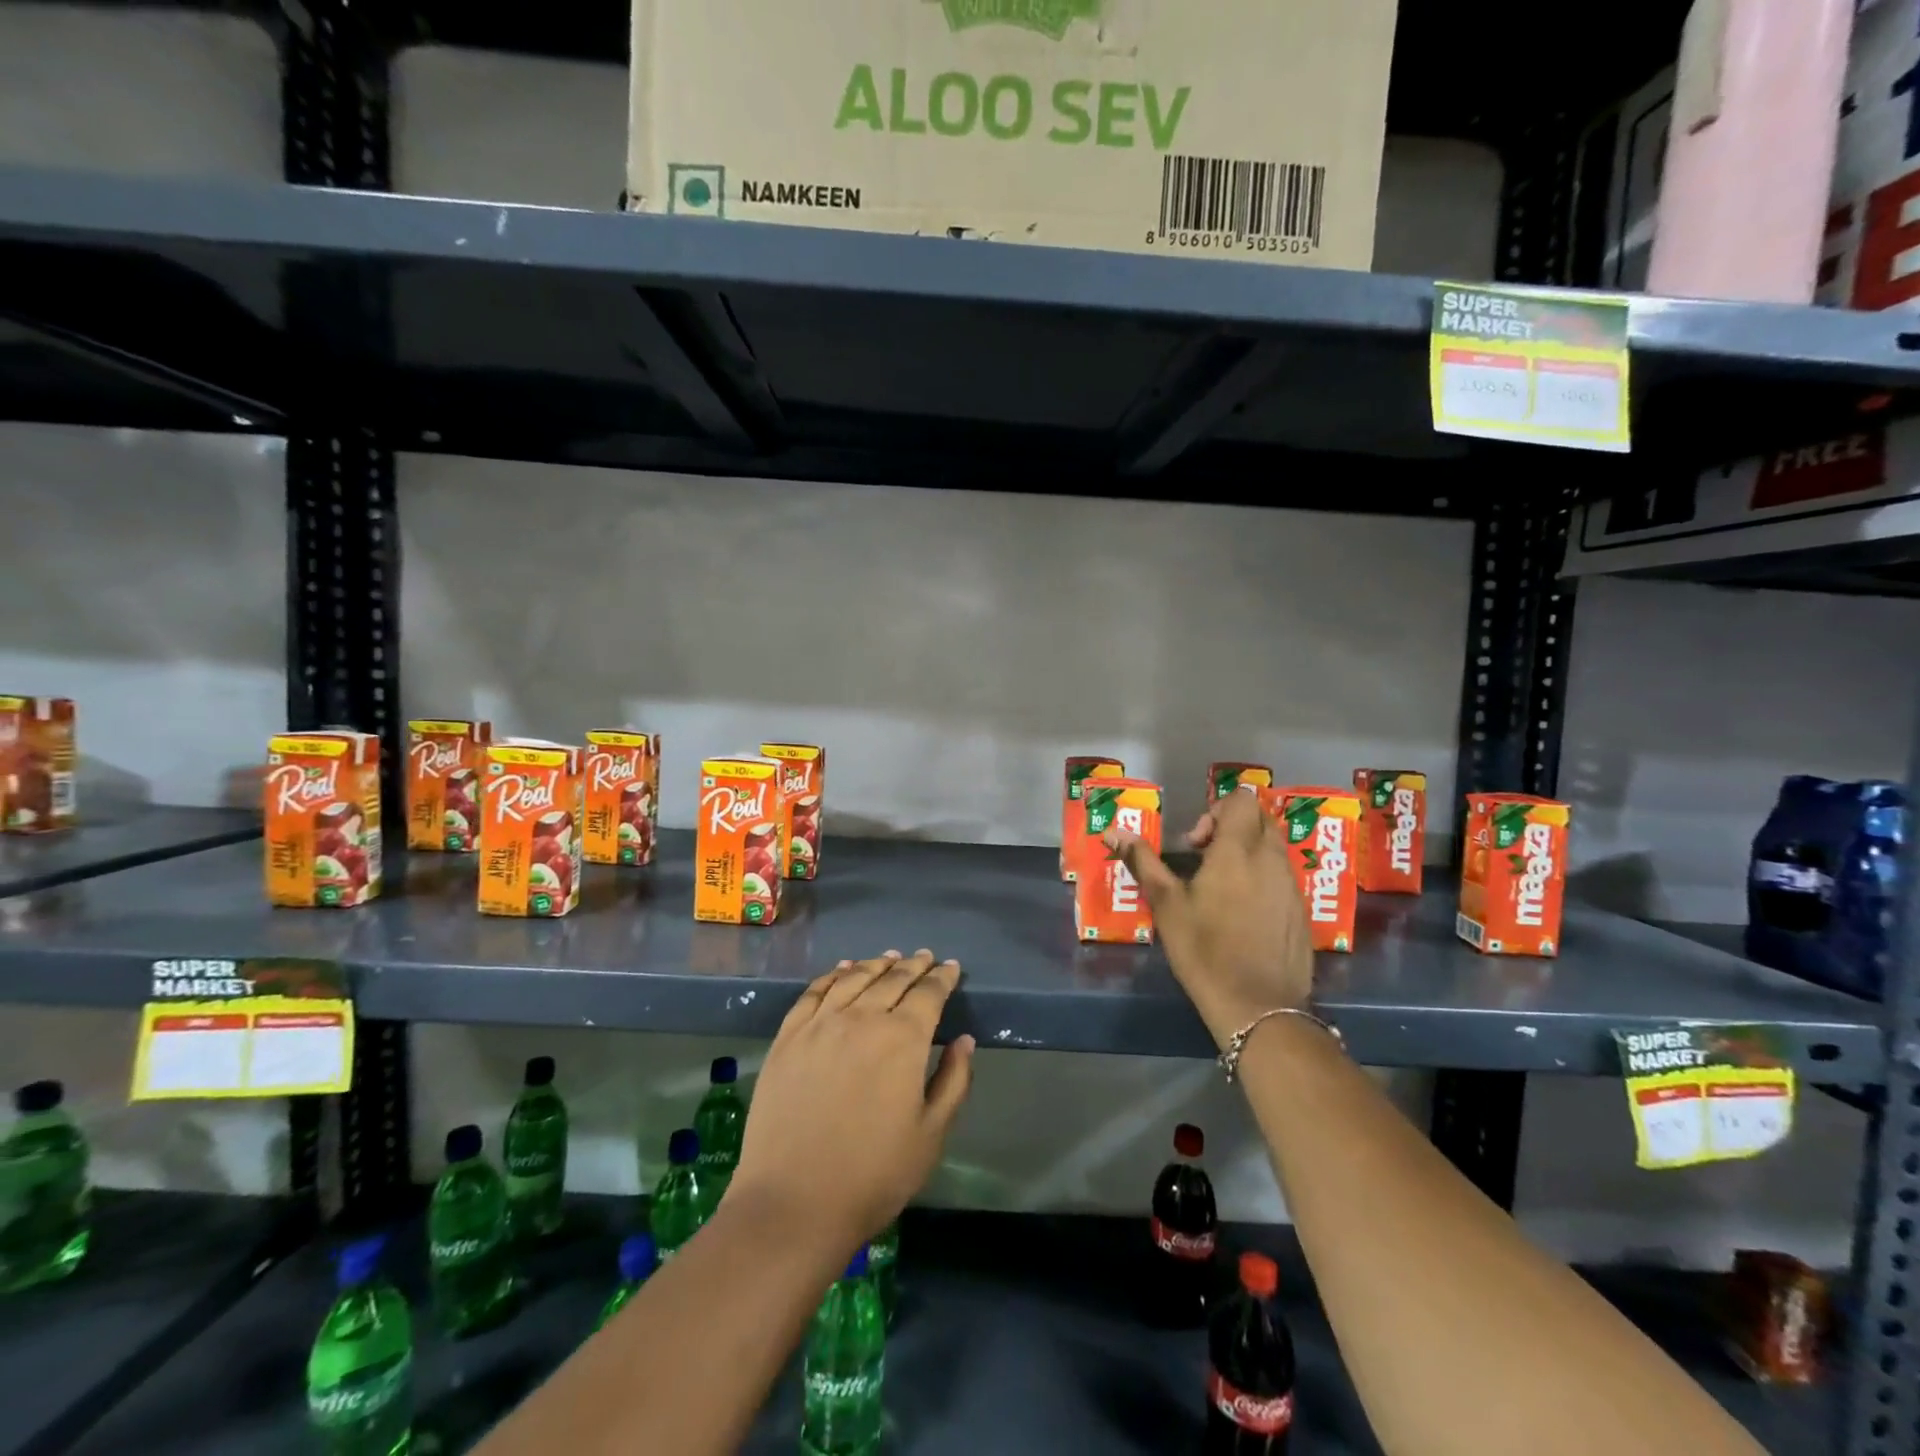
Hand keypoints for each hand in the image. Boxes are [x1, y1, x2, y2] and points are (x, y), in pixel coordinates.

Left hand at [728, 950, 974, 1261]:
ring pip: (853, 980)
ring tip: (889, 958)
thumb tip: (964, 1039)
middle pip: (892, 980)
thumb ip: (953, 1080)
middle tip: (924, 958)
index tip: (950, 968)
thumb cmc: (874, 1175)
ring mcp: (820, 1025)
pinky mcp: (788, 1038)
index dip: (942, 978)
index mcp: (902, 1040)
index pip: (928, 994)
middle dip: (913, 966)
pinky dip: (832, 976)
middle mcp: (862, 1019)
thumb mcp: (931, 1135)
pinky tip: (841, 971)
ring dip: (875, 965)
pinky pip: (813, 993)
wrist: (793, 1203)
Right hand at [1105, 788, 1313, 1044]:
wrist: (1258, 1007)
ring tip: (1220, 889)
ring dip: (1247, 854)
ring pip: (1273, 849)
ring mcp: (1292, 886)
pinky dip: (1262, 880)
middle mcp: (1272, 860)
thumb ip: (1143, 861)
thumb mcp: (1166, 904)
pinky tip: (1242, 915)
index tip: (1195, 843)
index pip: (1242, 800)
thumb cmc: (1204, 950)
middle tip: (1204, 860)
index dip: (1217, 810)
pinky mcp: (1302, 912)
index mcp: (1238, 851)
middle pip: (1260, 820)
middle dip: (1232, 829)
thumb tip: (1113, 831)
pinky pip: (1283, 877)